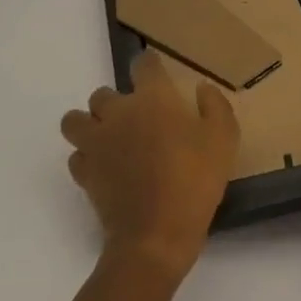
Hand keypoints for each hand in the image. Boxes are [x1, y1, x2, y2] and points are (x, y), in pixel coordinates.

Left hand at [63, 51, 239, 279]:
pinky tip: (104, 167)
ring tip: (109, 138)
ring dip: (89, 124)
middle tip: (136, 118)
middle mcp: (118, 113)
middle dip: (116, 101)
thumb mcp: (224, 139)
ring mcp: (96, 144)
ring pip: (75, 120)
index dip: (149, 65)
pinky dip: (87, 157)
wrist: (156, 236)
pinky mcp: (85, 173)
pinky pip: (76, 156)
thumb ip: (215, 106)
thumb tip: (202, 88)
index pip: (143, 64)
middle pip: (102, 93)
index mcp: (153, 99)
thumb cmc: (195, 181)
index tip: (158, 74)